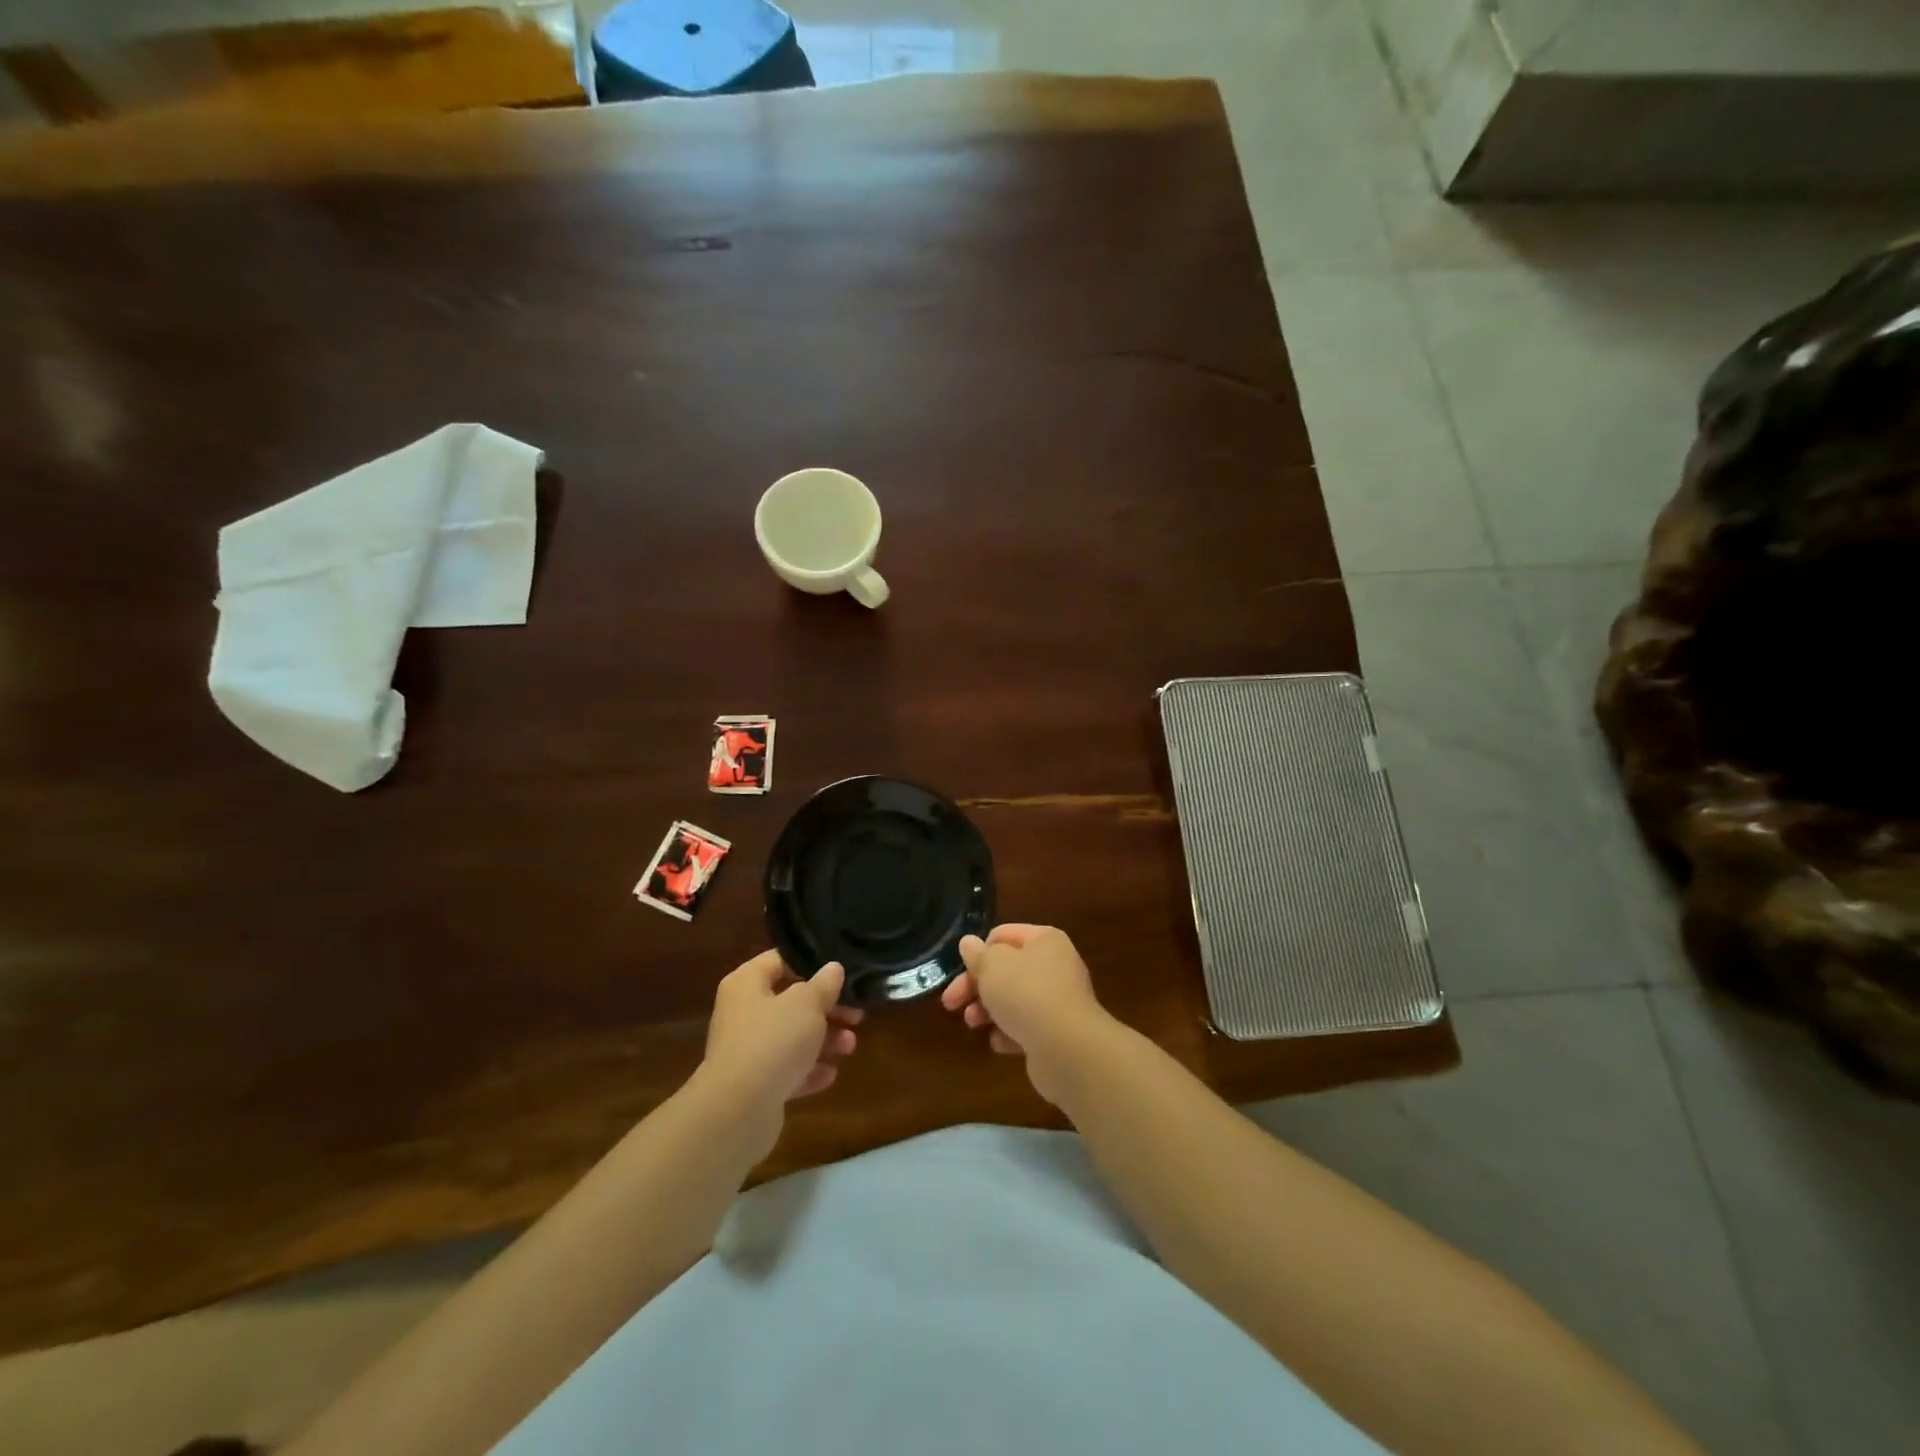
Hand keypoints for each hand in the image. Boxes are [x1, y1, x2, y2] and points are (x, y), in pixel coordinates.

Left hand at [700, 952, 861, 1148]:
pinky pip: (787, 1070)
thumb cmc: (773, 1041)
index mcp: (746, 983)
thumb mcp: (807, 1003)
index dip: (811, 963)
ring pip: (791, 1037)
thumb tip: (832, 968)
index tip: (842, 972)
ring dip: (824, 1040)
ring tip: (850, 1046)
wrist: (738, 1110)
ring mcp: (747, 1051)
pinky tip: (831, 1074)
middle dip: (827, 1009)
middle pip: (790, 1001)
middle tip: (857, 1014)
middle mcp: (743, 1013)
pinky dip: (809, 1070)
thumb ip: (824, 984)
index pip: (780, 960)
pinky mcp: (755, 1085)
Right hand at [940, 925, 1114, 1104]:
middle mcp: (1055, 966)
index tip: (960, 970)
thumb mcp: (992, 966)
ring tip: (972, 1023)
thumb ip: (977, 954)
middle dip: (976, 986)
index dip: (979, 951)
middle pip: (1006, 970)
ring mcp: (1059, 1000)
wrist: (1066, 1048)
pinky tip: (998, 1042)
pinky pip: (1026, 1027)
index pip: (1003, 935)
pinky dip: (1009, 1033)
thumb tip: (969, 943)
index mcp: (1044, 940)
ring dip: (988, 1010)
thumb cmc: (1026, 993)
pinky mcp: (1058, 1033)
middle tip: (951, 1003)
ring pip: (1014, 1000)